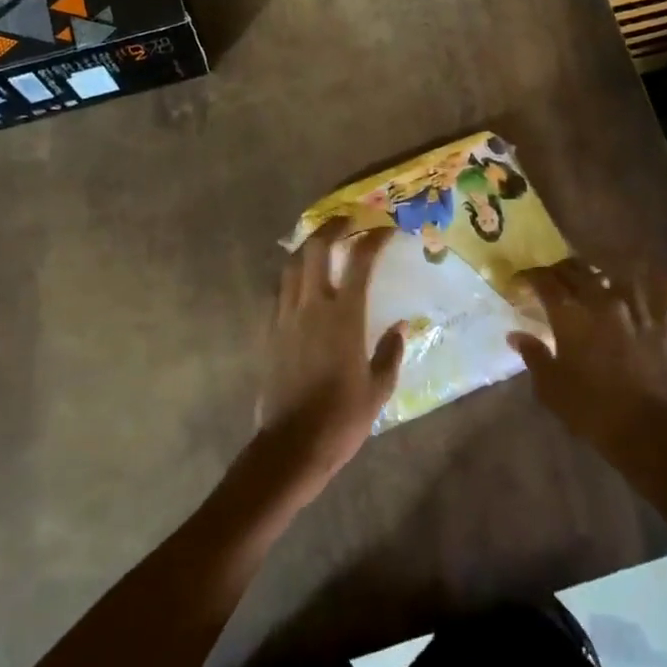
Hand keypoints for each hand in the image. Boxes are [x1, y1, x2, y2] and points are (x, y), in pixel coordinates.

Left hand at [255, 219, 405, 493]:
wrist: (292, 445)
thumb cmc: (342, 418)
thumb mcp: (379, 388)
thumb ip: (390, 352)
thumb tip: (398, 326)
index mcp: (343, 316)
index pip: (358, 261)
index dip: (372, 238)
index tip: (384, 229)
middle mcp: (310, 306)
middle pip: (314, 249)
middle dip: (330, 227)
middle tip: (345, 221)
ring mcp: (284, 317)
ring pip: (290, 266)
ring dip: (306, 249)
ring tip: (320, 245)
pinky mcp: (268, 332)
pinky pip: (278, 292)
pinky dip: (291, 278)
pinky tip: (300, 284)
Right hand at [508, 260, 666, 461]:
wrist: (645, 430)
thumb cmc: (590, 410)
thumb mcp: (550, 387)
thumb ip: (534, 355)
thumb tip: (516, 335)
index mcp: (570, 315)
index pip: (544, 281)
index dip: (529, 277)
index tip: (520, 283)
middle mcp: (603, 301)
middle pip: (576, 270)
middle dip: (558, 271)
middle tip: (549, 282)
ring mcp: (636, 308)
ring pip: (616, 270)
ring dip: (599, 269)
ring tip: (591, 276)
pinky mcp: (663, 322)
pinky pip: (665, 288)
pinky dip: (656, 278)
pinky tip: (646, 278)